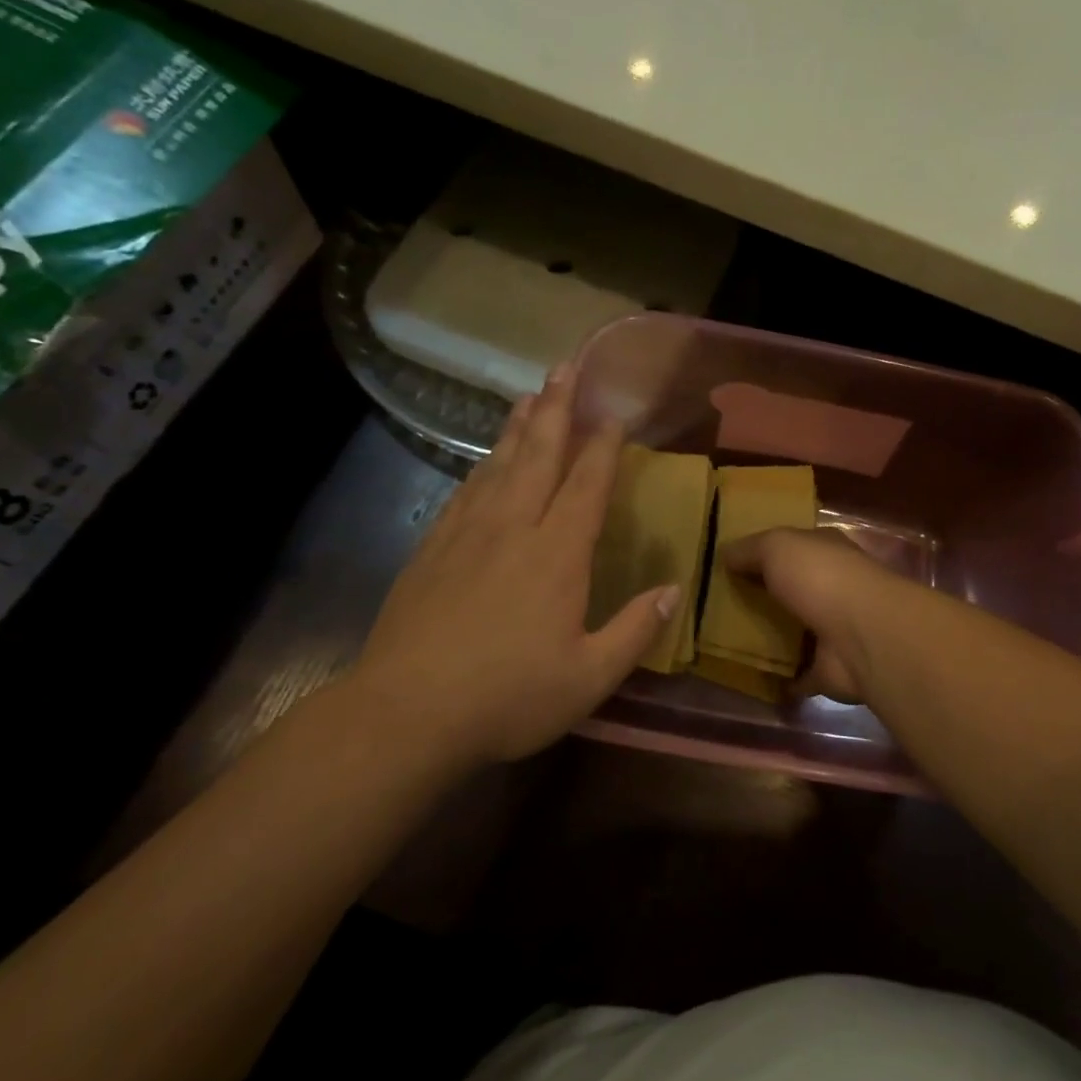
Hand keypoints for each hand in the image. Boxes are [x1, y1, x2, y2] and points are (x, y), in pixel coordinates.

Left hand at [344, 365, 679, 765]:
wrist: (406, 713)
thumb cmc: (508, 697)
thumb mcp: (589, 678)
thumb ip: (635, 630)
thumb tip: (675, 589)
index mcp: (556, 555)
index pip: (586, 485)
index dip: (603, 447)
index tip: (614, 415)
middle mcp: (513, 529)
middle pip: (539, 455)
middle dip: (557, 408)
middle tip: (566, 366)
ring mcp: (467, 535)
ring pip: (499, 464)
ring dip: (519, 427)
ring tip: (531, 395)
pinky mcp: (432, 550)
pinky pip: (466, 491)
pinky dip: (483, 465)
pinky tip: (487, 459)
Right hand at [721, 527, 909, 703]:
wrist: (863, 636)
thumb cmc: (821, 578)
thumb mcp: (777, 546)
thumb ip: (749, 548)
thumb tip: (725, 554)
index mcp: (826, 551)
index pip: (794, 547)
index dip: (764, 553)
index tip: (729, 565)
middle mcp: (834, 587)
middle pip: (792, 590)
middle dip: (763, 596)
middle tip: (719, 607)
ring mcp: (834, 630)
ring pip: (795, 631)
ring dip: (770, 637)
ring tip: (726, 643)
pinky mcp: (830, 669)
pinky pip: (798, 673)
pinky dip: (781, 677)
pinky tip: (751, 677)